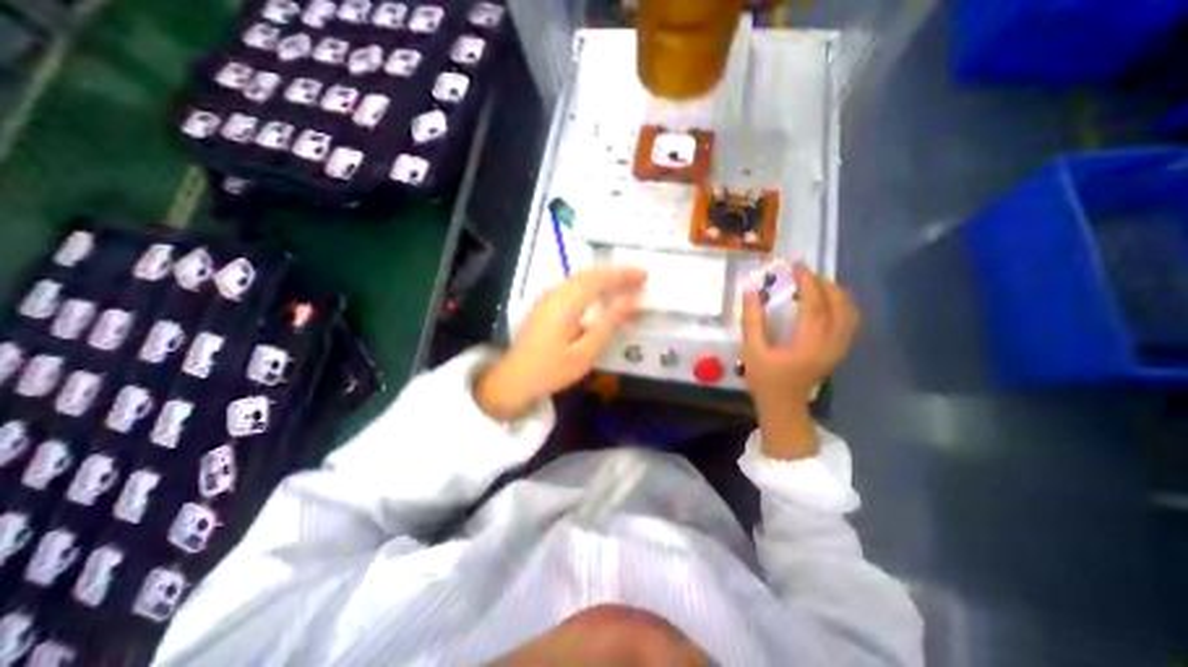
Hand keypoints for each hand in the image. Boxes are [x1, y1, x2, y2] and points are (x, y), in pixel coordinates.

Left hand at [478, 267, 647, 419]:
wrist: (515, 378)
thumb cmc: (553, 369)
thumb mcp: (586, 351)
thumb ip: (609, 322)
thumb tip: (631, 299)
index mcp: (567, 303)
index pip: (600, 278)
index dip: (624, 274)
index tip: (644, 275)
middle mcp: (556, 292)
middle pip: (589, 272)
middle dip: (615, 271)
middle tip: (638, 277)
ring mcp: (547, 296)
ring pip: (579, 275)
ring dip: (602, 274)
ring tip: (623, 281)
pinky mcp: (544, 302)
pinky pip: (571, 283)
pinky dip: (590, 282)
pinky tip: (597, 291)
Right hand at [740, 261, 860, 459]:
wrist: (784, 406)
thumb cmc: (765, 380)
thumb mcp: (753, 350)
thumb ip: (752, 320)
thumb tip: (749, 290)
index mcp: (809, 343)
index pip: (816, 304)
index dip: (807, 281)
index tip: (795, 266)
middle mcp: (831, 343)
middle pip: (839, 304)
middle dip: (822, 283)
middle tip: (802, 274)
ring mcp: (839, 348)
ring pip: (849, 311)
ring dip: (834, 292)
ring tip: (813, 284)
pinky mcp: (839, 350)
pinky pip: (849, 320)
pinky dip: (839, 304)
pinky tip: (823, 302)